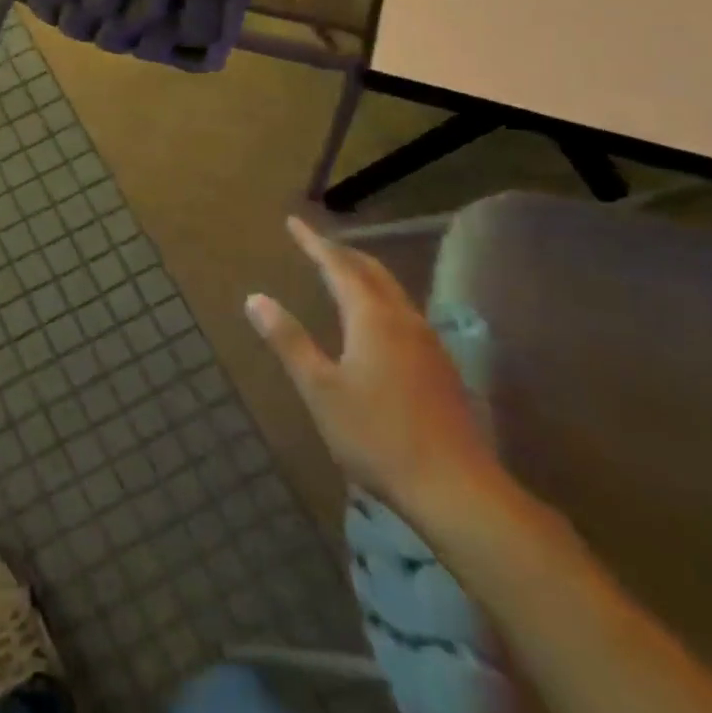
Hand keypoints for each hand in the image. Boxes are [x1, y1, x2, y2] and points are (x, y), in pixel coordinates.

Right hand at [244, 216, 502, 525]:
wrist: (456, 489)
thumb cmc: (377, 436)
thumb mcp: (319, 389)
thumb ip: (288, 340)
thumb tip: (255, 298)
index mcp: (373, 319)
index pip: (339, 266)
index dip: (314, 243)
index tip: (293, 223)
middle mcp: (405, 321)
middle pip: (373, 272)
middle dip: (343, 252)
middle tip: (317, 243)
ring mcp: (429, 345)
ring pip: (393, 293)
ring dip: (364, 275)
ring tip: (342, 273)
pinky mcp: (440, 369)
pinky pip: (405, 315)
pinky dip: (380, 300)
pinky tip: (376, 322)